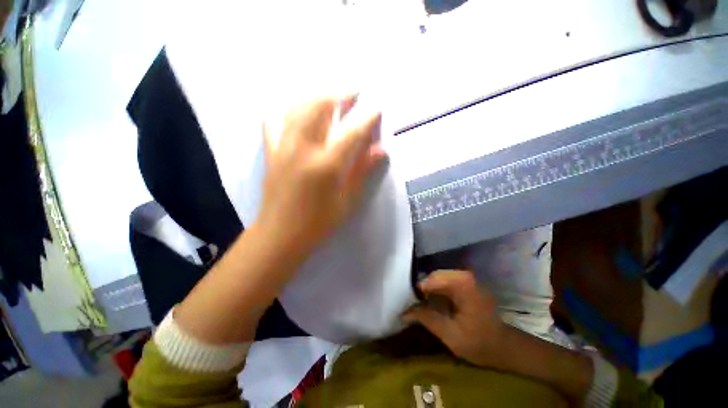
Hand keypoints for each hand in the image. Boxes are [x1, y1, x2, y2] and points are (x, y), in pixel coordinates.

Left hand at [257, 95, 385, 256]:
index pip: (351, 133)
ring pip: (297, 109)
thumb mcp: (347, 201)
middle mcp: (303, 149)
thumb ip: (362, 172)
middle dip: (339, 94)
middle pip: (320, 108)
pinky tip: (295, 110)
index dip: (366, 119)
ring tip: (330, 94)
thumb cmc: (318, 222)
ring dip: (316, 96)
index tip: (377, 109)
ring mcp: (283, 148)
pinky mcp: (271, 152)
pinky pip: (273, 122)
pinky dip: (285, 111)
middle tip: (353, 90)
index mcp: (326, 165)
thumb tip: (381, 150)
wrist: (281, 234)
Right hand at [403, 270, 504, 366]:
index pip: (431, 279)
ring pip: (438, 277)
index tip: (408, 303)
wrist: (504, 347)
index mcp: (463, 285)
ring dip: (428, 289)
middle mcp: (464, 275)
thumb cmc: (480, 343)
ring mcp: (466, 278)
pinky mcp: (466, 283)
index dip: (418, 291)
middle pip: (434, 275)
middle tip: (412, 304)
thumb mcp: (450, 335)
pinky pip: (444, 281)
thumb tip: (403, 312)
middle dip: (422, 289)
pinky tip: (430, 301)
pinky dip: (435, 290)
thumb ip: (426, 319)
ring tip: (419, 303)